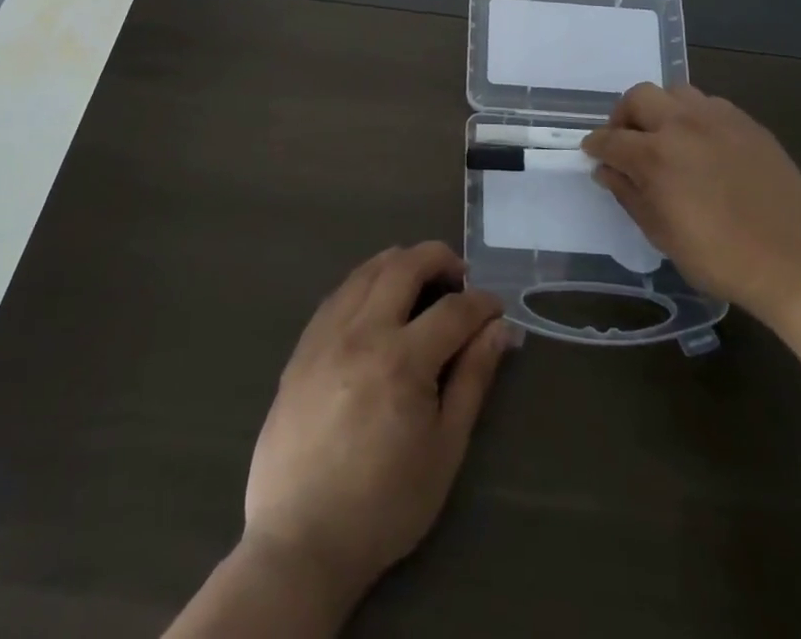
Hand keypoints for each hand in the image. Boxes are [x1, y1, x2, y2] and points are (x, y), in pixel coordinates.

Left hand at [241, 242, 510, 605]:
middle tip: (459, 277)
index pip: (453, 310)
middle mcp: (362, 332)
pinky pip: (339, 293)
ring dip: (401, 262)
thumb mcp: (444, 449)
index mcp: (402, 360)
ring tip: (422, 280)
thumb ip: (473, 379)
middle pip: (405, 265)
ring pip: (367, 270)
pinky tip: (377, 301)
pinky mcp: (303, 346)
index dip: (482, 304)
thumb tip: (499, 330)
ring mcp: (326, 334)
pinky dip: (366, 281)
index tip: (496, 311)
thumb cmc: (384, 504)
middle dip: (440, 259)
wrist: (300, 540)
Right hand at [583, 83, 800, 326]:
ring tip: (665, 137)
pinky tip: (702, 144)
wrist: (796, 263)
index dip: (596, 146)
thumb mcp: (662, 234)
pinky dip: (694, 116)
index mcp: (657, 156)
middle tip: (626, 142)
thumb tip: (607, 170)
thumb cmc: (720, 258)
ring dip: (660, 110)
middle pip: (639, 97)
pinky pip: (709, 104)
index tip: (593, 153)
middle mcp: (683, 125)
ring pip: (675, 92)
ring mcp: (719, 119)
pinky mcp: (748, 123)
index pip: (611, 139)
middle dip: (623, 116)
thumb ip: (629, 194)